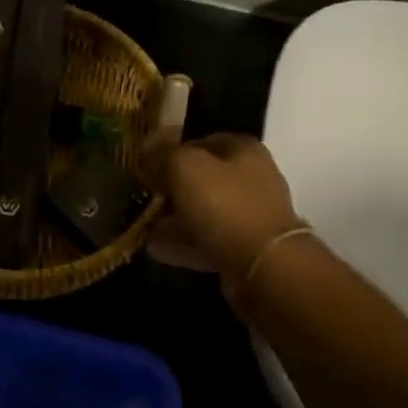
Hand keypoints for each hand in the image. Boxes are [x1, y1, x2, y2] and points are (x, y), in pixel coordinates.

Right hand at [145, 134, 303, 286]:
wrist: (264, 267)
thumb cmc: (225, 204)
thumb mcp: (185, 166)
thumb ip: (164, 153)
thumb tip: (148, 149)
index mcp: (243, 149)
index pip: (200, 140)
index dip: (170, 149)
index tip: (145, 164)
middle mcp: (251, 178)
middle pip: (202, 177)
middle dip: (171, 186)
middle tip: (144, 194)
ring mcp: (250, 215)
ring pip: (203, 210)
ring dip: (175, 217)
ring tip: (143, 223)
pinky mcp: (244, 249)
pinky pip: (206, 240)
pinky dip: (182, 243)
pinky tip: (155, 247)